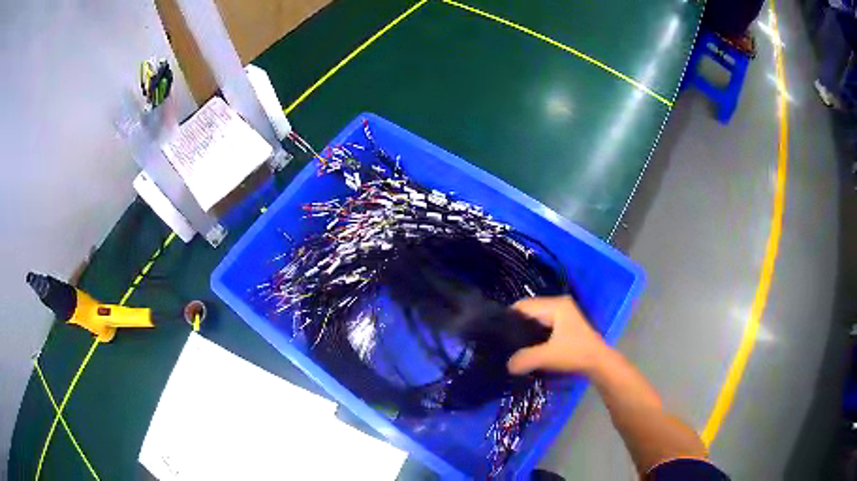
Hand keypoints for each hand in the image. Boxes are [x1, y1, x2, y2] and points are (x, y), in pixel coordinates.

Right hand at [507, 296, 610, 375]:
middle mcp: (558, 304)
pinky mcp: (563, 324)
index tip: (496, 334)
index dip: (508, 318)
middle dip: (516, 325)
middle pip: (529, 311)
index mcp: (555, 305)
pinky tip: (525, 347)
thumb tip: (507, 365)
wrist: (599, 363)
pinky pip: (541, 325)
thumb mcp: (548, 356)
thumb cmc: (575, 354)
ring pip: (535, 319)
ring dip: (524, 331)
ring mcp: (562, 314)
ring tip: (510, 345)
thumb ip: (525, 358)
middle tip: (502, 341)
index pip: (523, 305)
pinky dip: (533, 334)